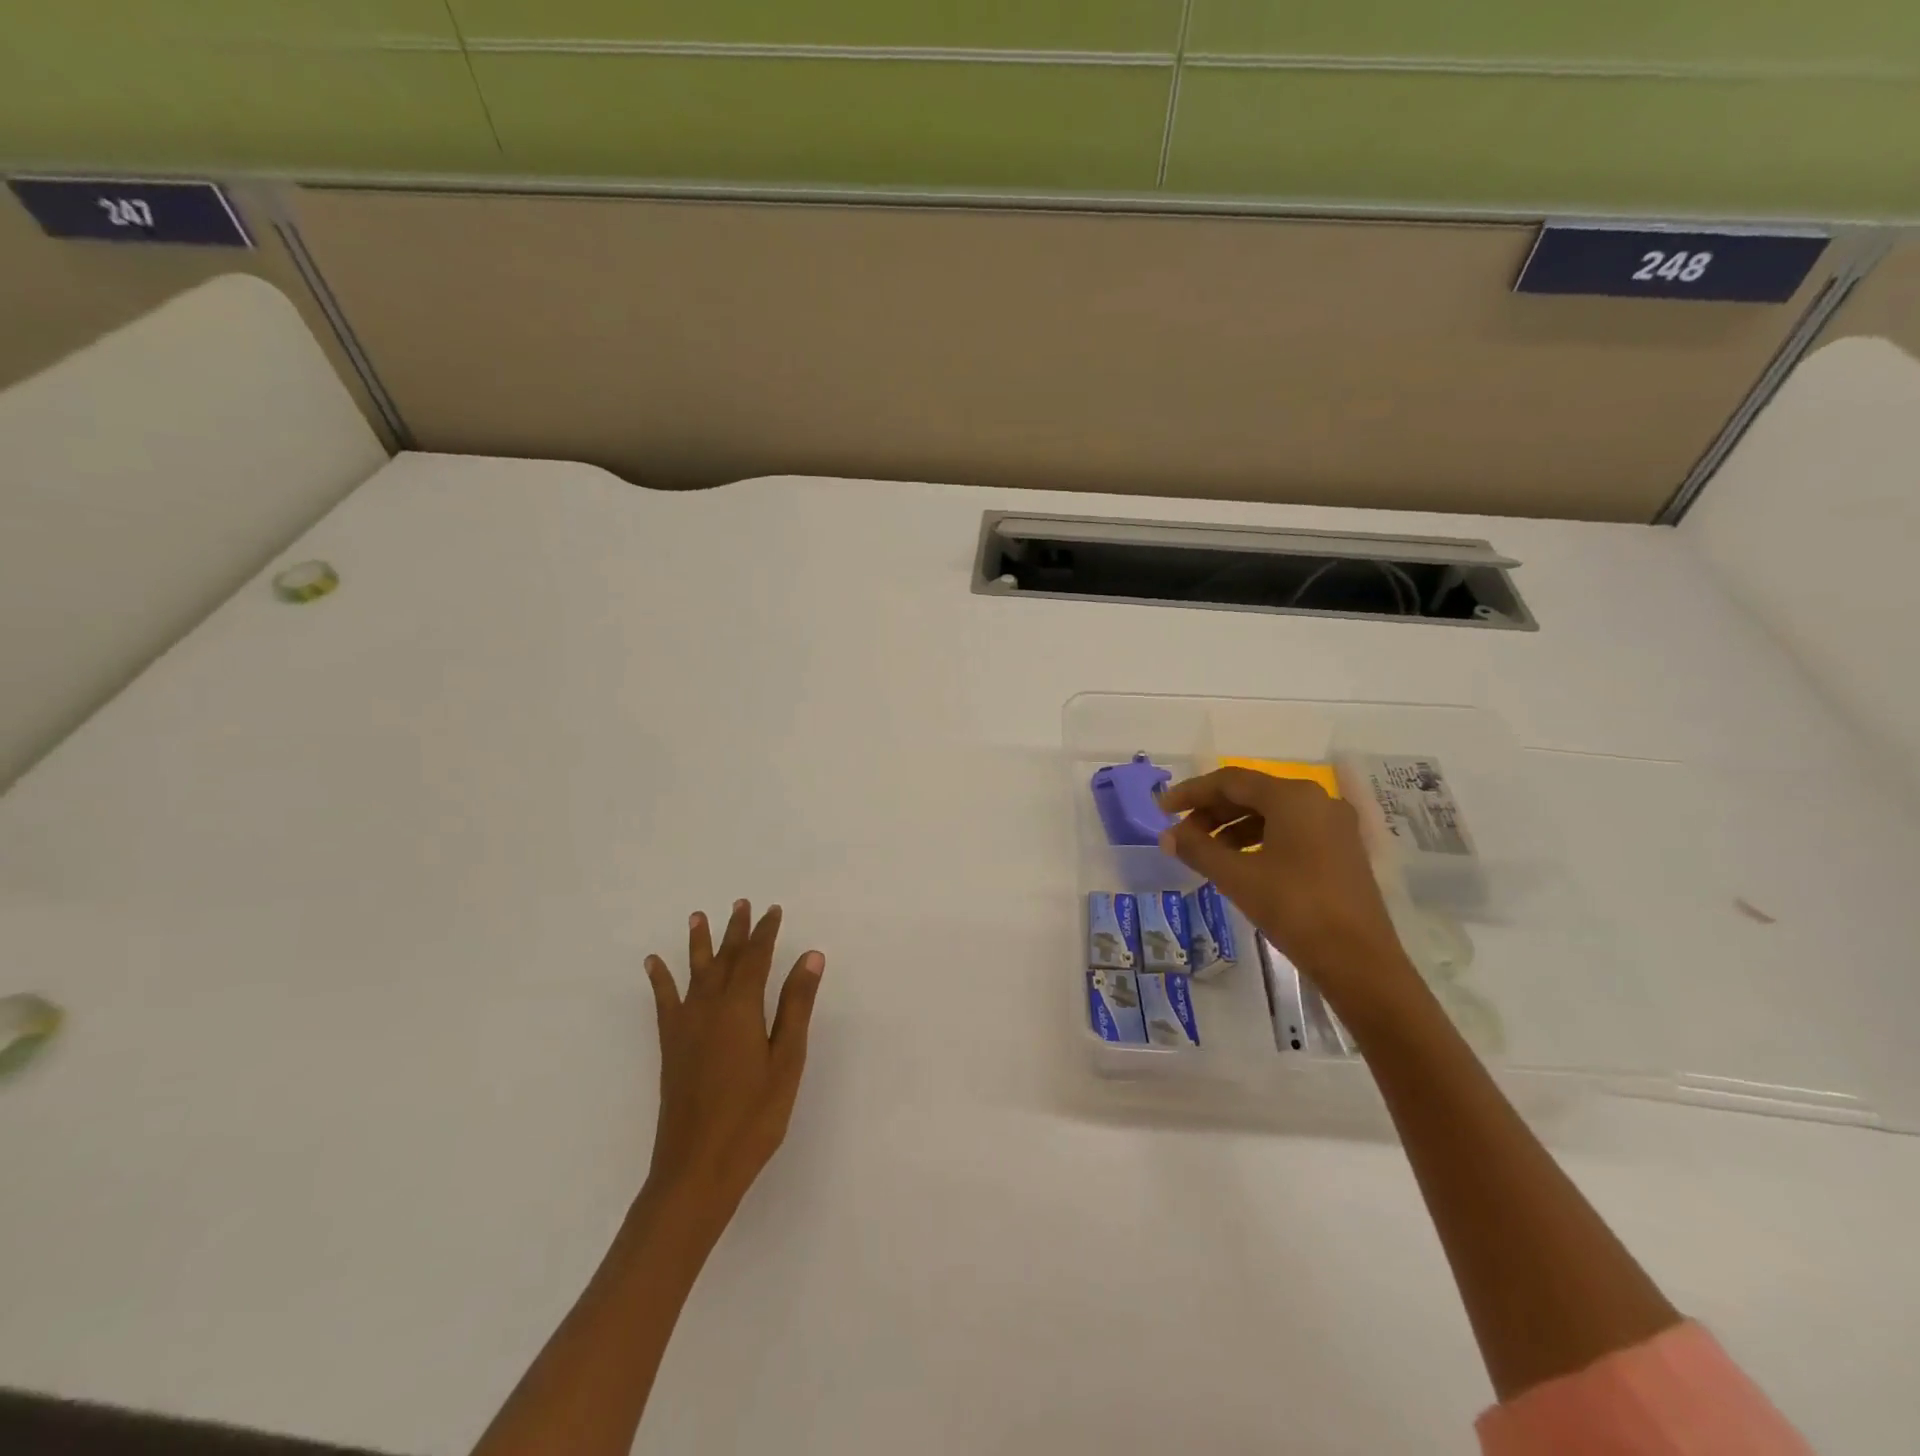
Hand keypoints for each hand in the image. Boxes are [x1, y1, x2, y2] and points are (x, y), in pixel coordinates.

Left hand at [641, 901, 824, 1224]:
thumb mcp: (786, 1061)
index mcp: (741, 1008)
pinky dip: (660, 980)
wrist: (697, 1170)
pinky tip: (654, 964)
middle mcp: (709, 1008)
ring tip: (698, 916)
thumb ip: (796, 1006)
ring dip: (699, 943)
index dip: (765, 932)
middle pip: (724, 959)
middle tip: (741, 903)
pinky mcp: (671, 1047)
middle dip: (735, 930)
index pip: (755, 958)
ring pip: (694, 973)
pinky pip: (664, 1002)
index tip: (773, 911)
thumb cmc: (753, 1118)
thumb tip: (810, 956)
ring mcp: (685, 1027)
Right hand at [1158, 769, 1418, 1018]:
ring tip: (1204, 852)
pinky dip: (1258, 839)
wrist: (1359, 961)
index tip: (1161, 809)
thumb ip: (1197, 850)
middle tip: (1180, 834)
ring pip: (1271, 813)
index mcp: (1292, 796)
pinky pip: (1290, 830)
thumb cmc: (1294, 908)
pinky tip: (1239, 863)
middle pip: (1251, 793)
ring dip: (1232, 827)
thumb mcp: (1237, 877)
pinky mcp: (1341, 850)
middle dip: (1210, 811)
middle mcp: (1316, 800)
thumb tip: (1167, 836)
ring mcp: (1334, 825)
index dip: (1190, 793)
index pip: (1229, 781)